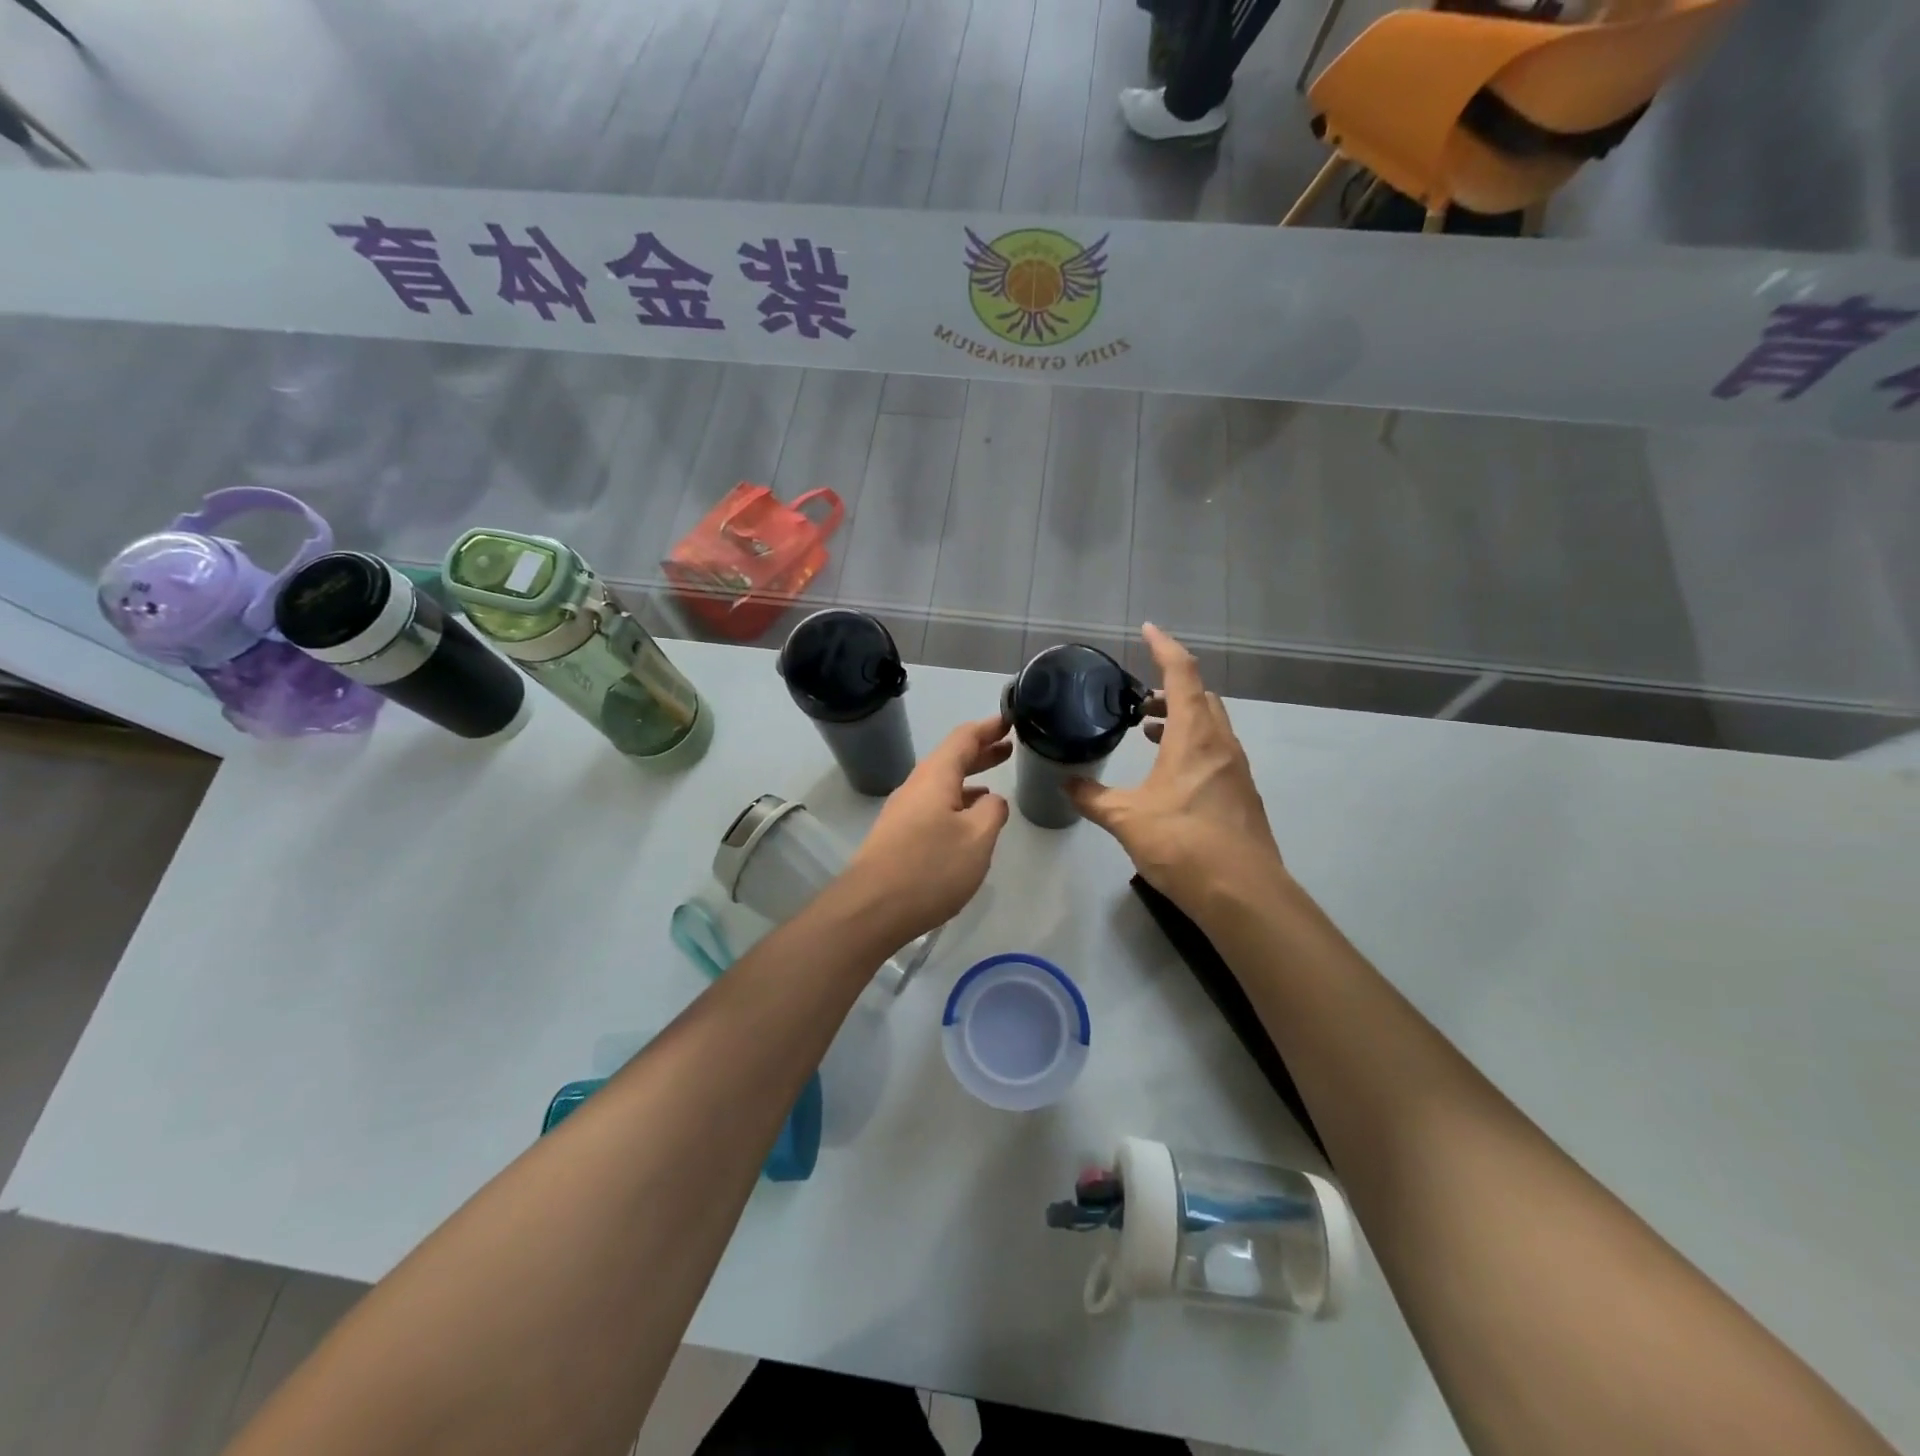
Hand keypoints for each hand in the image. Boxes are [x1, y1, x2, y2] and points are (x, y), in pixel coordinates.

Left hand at [845, 714, 1012, 944]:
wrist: (871, 909)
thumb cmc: (930, 868)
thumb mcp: (977, 839)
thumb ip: (992, 812)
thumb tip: (992, 800)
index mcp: (935, 777)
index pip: (963, 738)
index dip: (988, 727)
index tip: (1010, 720)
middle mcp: (916, 786)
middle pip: (951, 759)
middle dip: (980, 752)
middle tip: (1009, 748)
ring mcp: (903, 811)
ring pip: (941, 784)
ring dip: (969, 779)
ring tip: (994, 783)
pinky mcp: (898, 836)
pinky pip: (933, 805)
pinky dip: (956, 802)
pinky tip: (967, 821)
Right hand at [1068, 625, 1286, 922]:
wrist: (1241, 892)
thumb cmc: (1182, 843)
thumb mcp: (1126, 818)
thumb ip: (1092, 798)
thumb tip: (1066, 784)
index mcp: (1194, 736)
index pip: (1182, 674)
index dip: (1164, 647)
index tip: (1147, 629)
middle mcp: (1221, 743)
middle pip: (1201, 696)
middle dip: (1170, 687)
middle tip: (1138, 698)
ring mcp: (1236, 769)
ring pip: (1211, 724)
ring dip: (1181, 718)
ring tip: (1148, 731)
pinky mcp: (1241, 793)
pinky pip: (1215, 750)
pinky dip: (1192, 744)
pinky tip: (1169, 773)